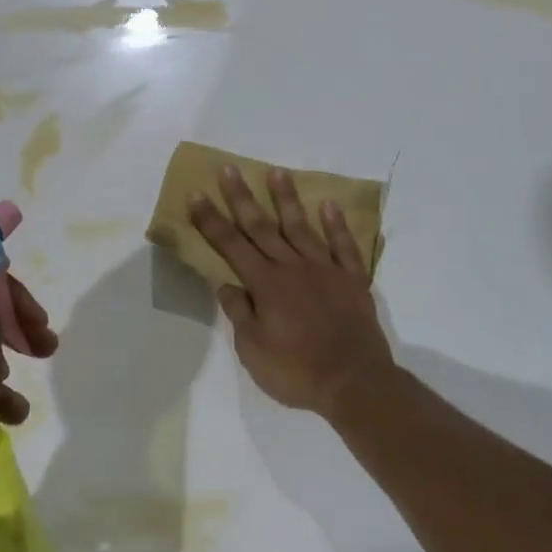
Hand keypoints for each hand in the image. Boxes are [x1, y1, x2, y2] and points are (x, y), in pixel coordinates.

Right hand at [188, 165, 394, 417]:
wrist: (354, 382)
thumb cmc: (296, 371)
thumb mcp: (253, 350)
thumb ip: (239, 313)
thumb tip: (225, 284)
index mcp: (265, 284)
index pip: (230, 245)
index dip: (211, 220)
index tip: (196, 194)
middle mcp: (293, 268)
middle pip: (262, 227)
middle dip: (242, 198)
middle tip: (229, 169)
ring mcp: (325, 271)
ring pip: (302, 228)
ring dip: (287, 199)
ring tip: (277, 172)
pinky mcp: (353, 280)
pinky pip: (343, 246)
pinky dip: (336, 225)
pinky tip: (329, 205)